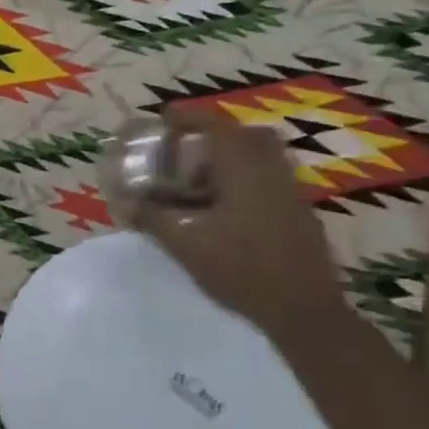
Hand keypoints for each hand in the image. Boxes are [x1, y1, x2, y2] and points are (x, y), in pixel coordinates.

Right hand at [134, 111, 349, 339]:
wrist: (303, 311)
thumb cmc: (241, 269)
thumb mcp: (185, 244)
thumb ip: (153, 218)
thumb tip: (125, 202)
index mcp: (245, 171)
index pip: (217, 127)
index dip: (189, 117)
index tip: (164, 117)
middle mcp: (273, 174)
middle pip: (249, 136)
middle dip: (217, 135)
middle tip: (187, 148)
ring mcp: (292, 195)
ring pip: (263, 159)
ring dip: (232, 159)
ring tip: (200, 180)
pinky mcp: (300, 216)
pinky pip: (270, 181)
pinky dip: (245, 181)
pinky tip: (223, 210)